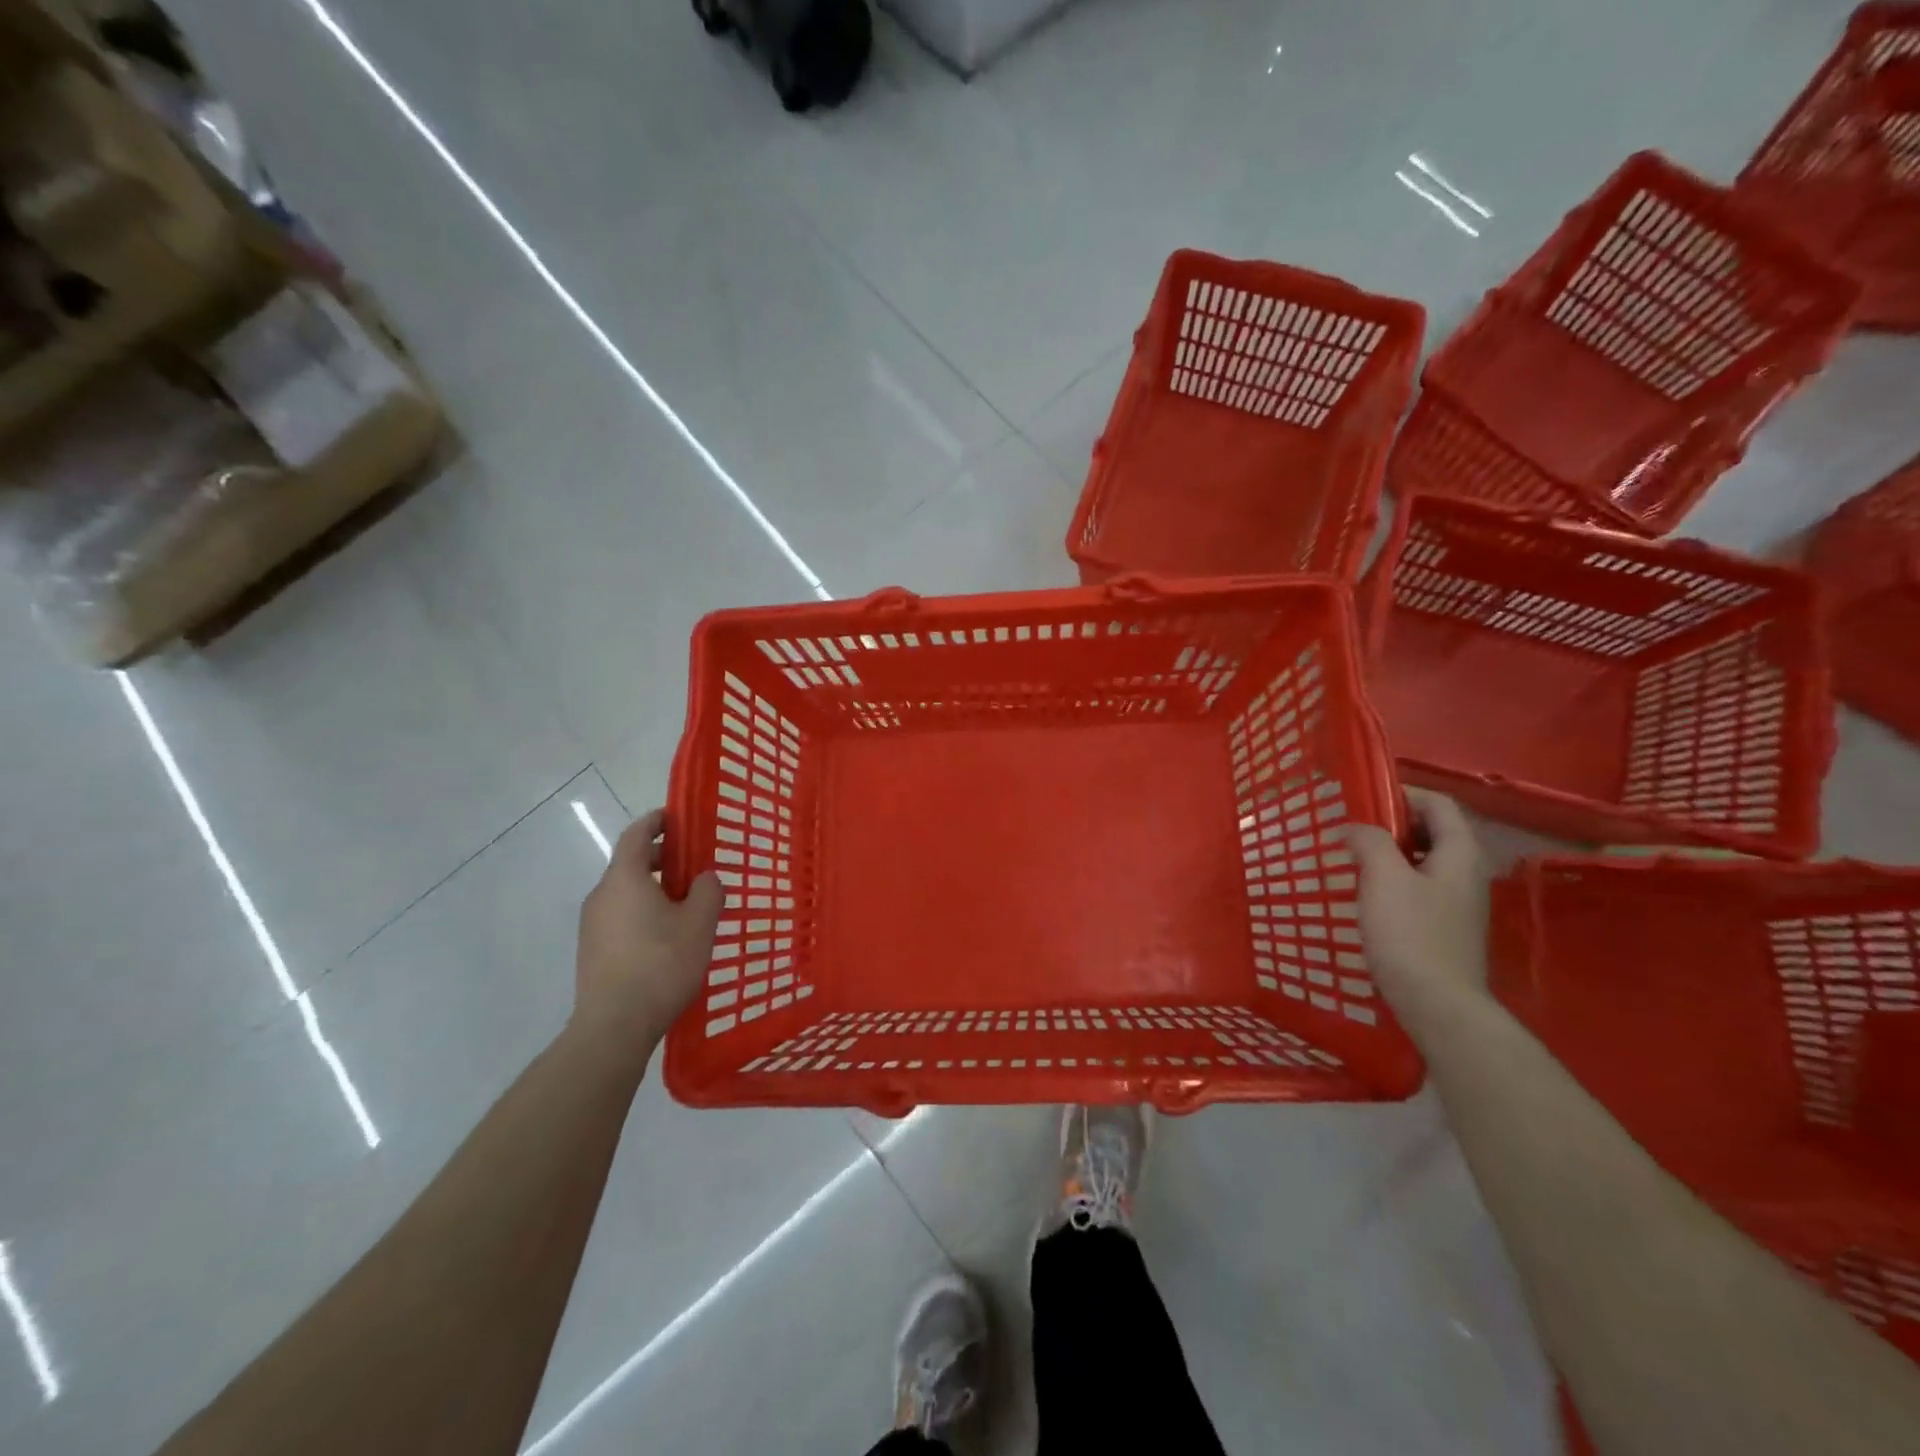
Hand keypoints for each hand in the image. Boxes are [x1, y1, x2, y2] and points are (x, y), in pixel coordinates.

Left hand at [574, 809, 723, 1052]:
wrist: (614, 1026)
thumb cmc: (661, 964)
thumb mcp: (700, 923)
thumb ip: (708, 891)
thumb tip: (704, 879)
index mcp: (624, 879)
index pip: (636, 834)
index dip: (656, 821)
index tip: (676, 818)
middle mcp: (602, 895)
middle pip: (629, 863)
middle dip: (660, 858)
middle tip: (692, 865)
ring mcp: (592, 926)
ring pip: (625, 893)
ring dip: (652, 889)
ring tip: (685, 906)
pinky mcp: (592, 952)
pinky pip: (620, 917)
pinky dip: (642, 913)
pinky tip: (667, 938)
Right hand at [1345, 788, 1491, 1036]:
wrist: (1438, 1005)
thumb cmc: (1411, 934)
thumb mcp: (1383, 878)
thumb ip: (1370, 841)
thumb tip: (1355, 828)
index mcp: (1459, 854)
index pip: (1438, 804)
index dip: (1402, 793)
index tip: (1362, 799)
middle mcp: (1466, 873)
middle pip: (1432, 831)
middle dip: (1392, 824)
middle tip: (1352, 828)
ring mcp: (1458, 903)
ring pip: (1423, 861)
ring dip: (1389, 853)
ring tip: (1352, 858)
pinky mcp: (1444, 927)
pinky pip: (1418, 887)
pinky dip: (1392, 880)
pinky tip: (1366, 895)